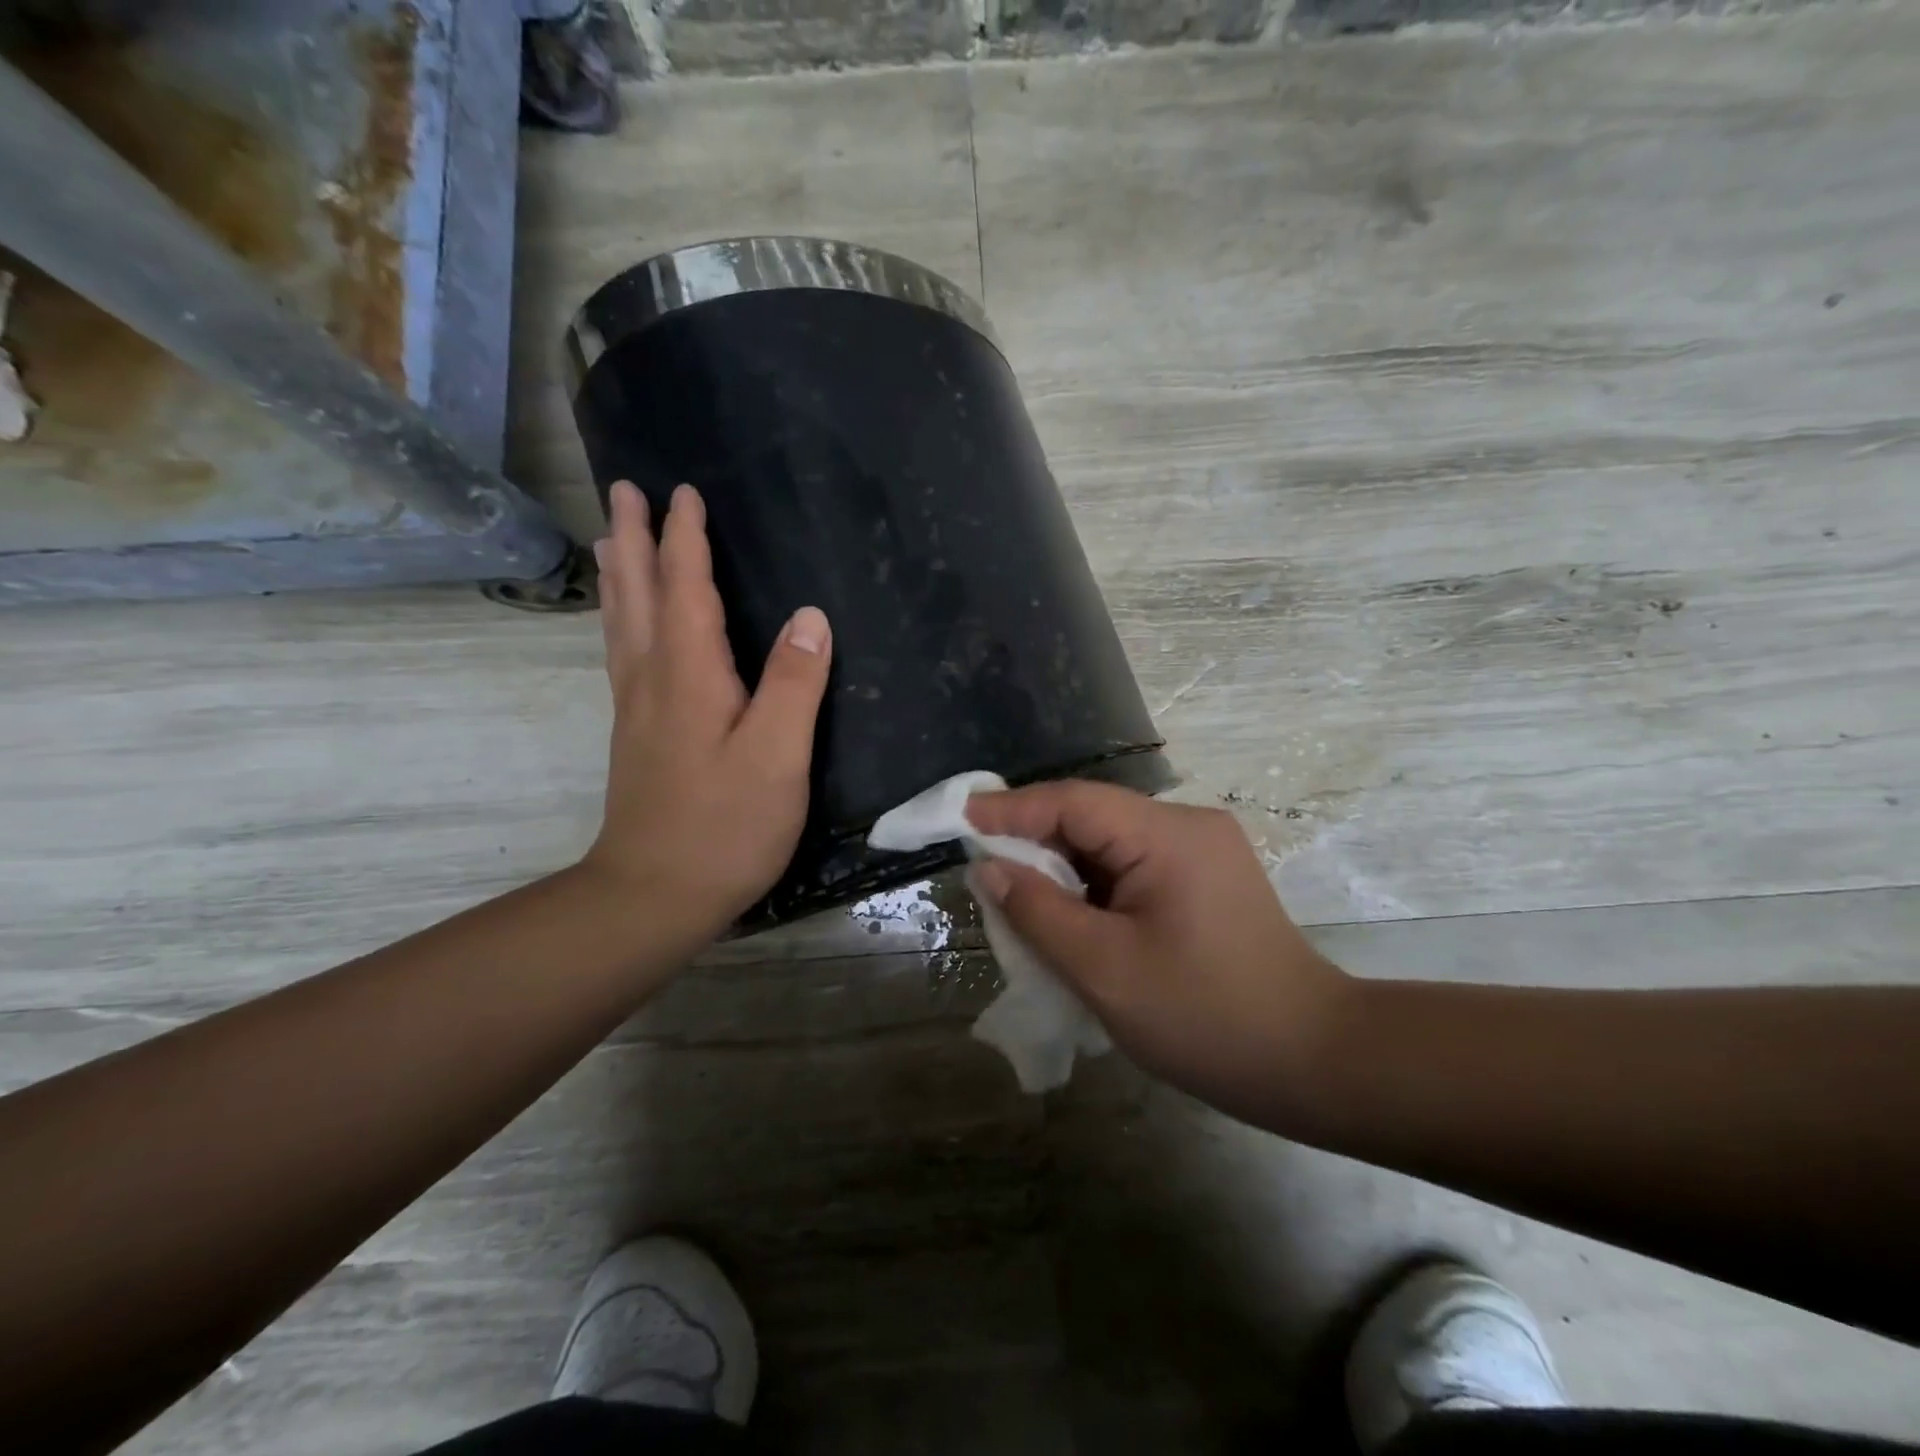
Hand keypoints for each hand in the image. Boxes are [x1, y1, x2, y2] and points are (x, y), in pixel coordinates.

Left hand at [582, 480, 831, 941]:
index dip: (686, 539)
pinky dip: (620, 619)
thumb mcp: (777, 756)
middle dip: (635, 538)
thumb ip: (794, 683)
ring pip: (622, 623)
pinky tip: (625, 624)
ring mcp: (637, 708)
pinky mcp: (637, 734)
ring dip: (619, 573)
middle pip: (639, 594)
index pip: (686, 588)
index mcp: (690, 674)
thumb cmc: (726, 826)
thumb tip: (810, 616)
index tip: (683, 491)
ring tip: (612, 537)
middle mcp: (653, 679)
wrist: (654, 894)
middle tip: (624, 491)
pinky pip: (622, 653)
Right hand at [966, 781, 1354, 1128]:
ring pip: (1110, 843)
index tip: (960, 818)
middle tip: (984, 871)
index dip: (1011, 809)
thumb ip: (1039, 911)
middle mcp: (1187, 826)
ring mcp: (1202, 851)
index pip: (1073, 802)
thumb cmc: (1205, 1018)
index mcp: (1167, 835)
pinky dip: (1093, 886)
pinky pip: (1132, 866)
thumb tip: (990, 868)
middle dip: (1034, 842)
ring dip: (1063, 867)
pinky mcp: (1206, 878)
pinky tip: (1070, 914)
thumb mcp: (1104, 968)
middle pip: (1092, 818)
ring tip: (1019, 898)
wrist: (1313, 1062)